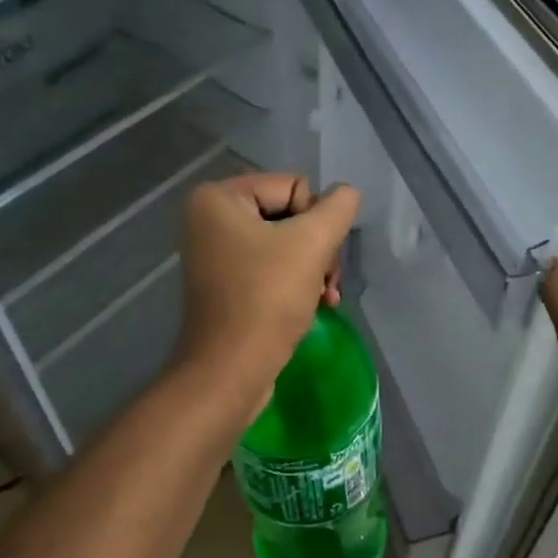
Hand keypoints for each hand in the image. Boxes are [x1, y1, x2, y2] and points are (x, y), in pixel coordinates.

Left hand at [174, 172, 360, 410]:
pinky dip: (296, 282)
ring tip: (325, 296)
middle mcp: (210, 218)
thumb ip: (337, 208)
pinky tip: (316, 304)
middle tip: (327, 280)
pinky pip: (272, 267)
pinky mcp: (226, 282)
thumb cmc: (267, 299)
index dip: (316, 220)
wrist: (230, 371)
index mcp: (219, 197)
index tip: (319, 255)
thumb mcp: (312, 243)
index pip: (294, 186)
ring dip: (313, 267)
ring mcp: (216, 252)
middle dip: (317, 247)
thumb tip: (346, 194)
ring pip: (286, 243)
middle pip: (290, 215)